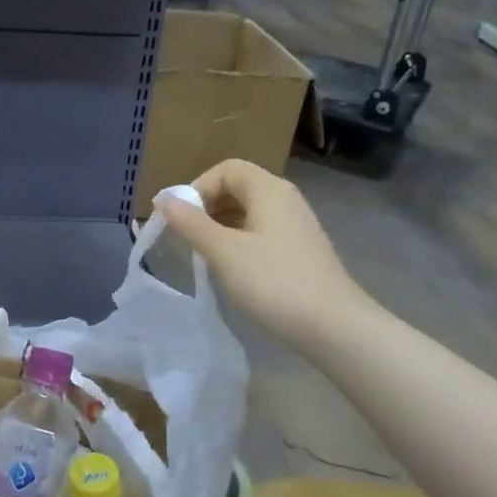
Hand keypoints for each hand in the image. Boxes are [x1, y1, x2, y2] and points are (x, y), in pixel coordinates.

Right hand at [156, 159, 370, 353]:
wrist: (334, 327)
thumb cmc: (274, 282)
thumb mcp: (223, 252)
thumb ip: (190, 223)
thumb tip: (162, 198)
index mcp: (269, 190)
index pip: (226, 169)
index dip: (198, 187)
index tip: (181, 218)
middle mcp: (285, 199)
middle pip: (238, 187)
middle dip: (207, 206)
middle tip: (188, 236)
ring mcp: (296, 225)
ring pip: (249, 211)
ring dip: (221, 225)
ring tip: (205, 253)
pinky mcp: (300, 250)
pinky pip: (262, 231)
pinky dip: (240, 240)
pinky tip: (232, 268)